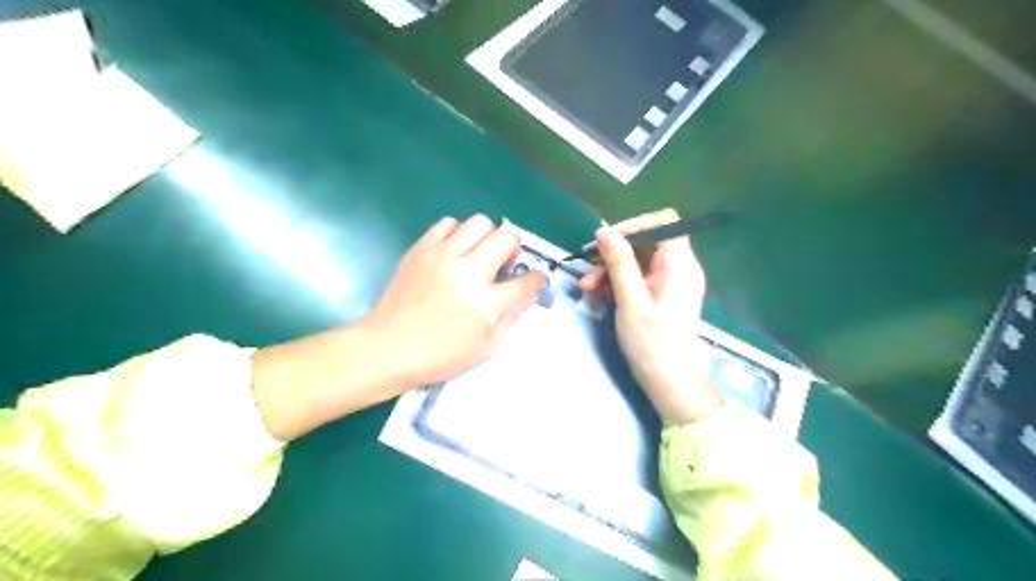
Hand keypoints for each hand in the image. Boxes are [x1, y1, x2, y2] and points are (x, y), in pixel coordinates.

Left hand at [253, 215, 541, 438]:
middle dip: (514, 249)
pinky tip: (453, 252)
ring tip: (476, 256)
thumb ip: (511, 316)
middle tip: (503, 264)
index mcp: (486, 304)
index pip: (527, 281)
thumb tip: (526, 292)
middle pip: (507, 237)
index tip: (534, 280)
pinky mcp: (421, 248)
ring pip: (479, 222)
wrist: (388, 347)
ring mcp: (442, 256)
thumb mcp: (486, 347)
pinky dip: (457, 234)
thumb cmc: (439, 355)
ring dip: (486, 238)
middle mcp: (467, 272)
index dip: (536, 279)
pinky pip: (448, 223)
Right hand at [579, 208, 722, 422]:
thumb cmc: (653, 344)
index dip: (634, 225)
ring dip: (610, 269)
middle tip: (586, 268)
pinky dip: (618, 282)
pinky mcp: (661, 296)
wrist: (671, 384)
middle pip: (646, 243)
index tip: (607, 241)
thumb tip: (603, 230)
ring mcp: (670, 283)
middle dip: (613, 253)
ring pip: (637, 261)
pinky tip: (597, 294)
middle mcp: (679, 268)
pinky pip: (638, 278)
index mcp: (679, 264)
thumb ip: (619, 263)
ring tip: (586, 287)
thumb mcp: (631, 301)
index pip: (664, 222)